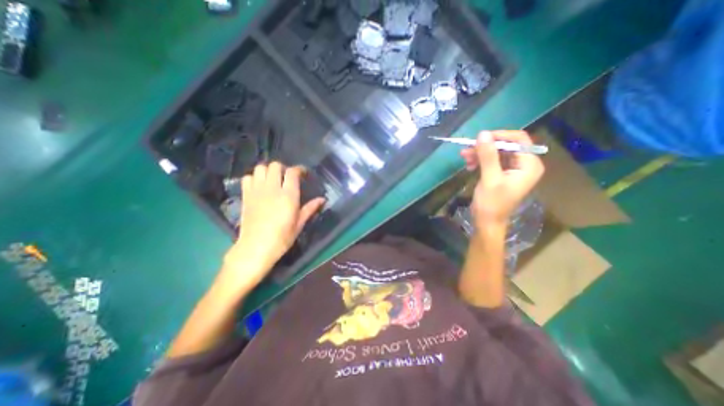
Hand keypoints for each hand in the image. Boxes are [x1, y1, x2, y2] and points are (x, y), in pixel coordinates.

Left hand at [219, 162, 323, 291]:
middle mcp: (272, 189)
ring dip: (268, 170)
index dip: (299, 169)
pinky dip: (254, 177)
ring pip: (260, 168)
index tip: (303, 173)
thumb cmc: (282, 238)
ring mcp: (257, 191)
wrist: (256, 248)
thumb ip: (310, 208)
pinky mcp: (246, 195)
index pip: (292, 172)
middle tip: (287, 177)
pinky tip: (259, 186)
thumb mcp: (299, 224)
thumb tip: (322, 199)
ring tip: (273, 179)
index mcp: (288, 196)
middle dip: (283, 168)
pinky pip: (247, 177)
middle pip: (275, 166)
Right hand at [464, 131, 542, 229]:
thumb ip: (488, 156)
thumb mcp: (490, 178)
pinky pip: (492, 160)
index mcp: (529, 165)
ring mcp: (513, 169)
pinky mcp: (503, 173)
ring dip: (480, 153)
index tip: (479, 138)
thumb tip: (483, 133)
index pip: (519, 140)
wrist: (487, 221)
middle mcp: (524, 164)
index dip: (499, 136)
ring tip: (465, 158)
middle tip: (467, 150)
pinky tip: (469, 165)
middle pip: (506, 145)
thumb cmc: (491, 203)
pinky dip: (480, 160)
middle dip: (486, 147)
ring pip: (497, 152)